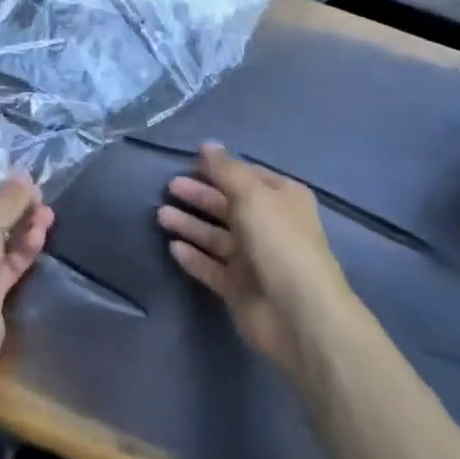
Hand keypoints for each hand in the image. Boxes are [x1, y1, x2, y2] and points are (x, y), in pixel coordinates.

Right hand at [157, 142, 351, 376]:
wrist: (298, 314)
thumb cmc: (278, 242)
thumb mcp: (251, 194)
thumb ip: (225, 169)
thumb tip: (207, 144)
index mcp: (281, 199)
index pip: (246, 176)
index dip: (219, 169)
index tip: (189, 162)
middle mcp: (269, 226)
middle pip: (227, 206)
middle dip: (199, 196)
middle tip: (168, 187)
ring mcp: (254, 260)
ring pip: (216, 237)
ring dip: (190, 225)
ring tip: (161, 215)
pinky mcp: (239, 288)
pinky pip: (212, 267)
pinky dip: (194, 257)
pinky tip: (173, 247)